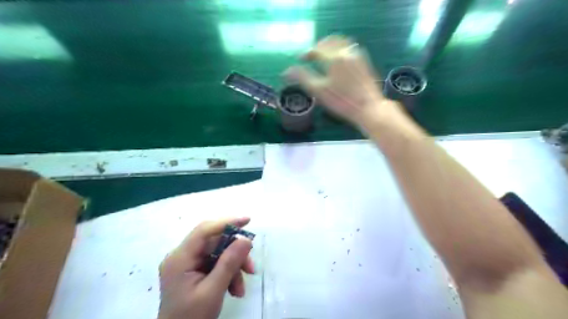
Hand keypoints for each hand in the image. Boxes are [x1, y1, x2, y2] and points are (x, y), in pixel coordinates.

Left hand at [155, 217, 251, 318]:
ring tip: (241, 288)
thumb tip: (246, 239)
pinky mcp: (194, 271)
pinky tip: (235, 290)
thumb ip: (229, 263)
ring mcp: (188, 264)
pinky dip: (228, 274)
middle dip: (235, 255)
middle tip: (251, 268)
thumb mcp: (213, 291)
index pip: (204, 230)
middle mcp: (182, 256)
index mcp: (179, 258)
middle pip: (215, 243)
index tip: (248, 221)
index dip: (227, 223)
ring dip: (234, 268)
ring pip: (219, 254)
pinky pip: (216, 264)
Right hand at [282, 35, 395, 127]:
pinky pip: (349, 48)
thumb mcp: (319, 91)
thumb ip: (302, 78)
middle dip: (318, 46)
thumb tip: (285, 71)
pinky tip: (338, 60)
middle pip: (329, 41)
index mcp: (333, 58)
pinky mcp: (363, 61)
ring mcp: (356, 55)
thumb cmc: (341, 101)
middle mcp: (345, 51)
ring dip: (329, 45)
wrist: (368, 108)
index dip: (306, 53)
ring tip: (323, 55)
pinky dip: (340, 49)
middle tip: (311, 56)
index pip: (316, 49)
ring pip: (341, 42)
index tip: (300, 59)